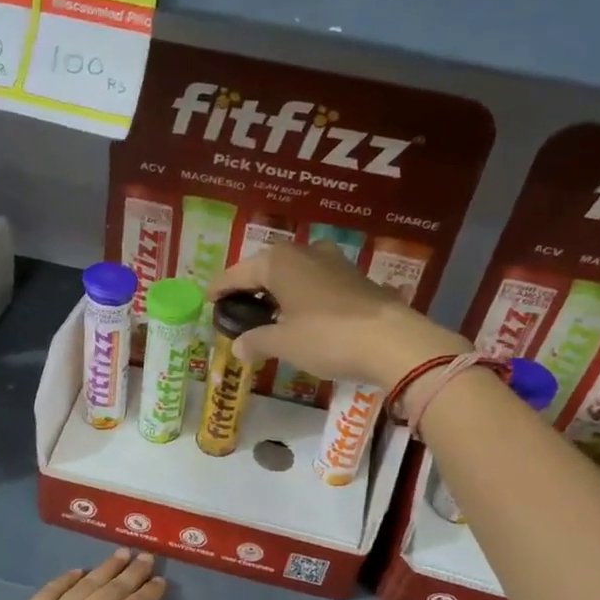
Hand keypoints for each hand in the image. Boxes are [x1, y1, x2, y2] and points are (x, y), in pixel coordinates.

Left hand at [0, 550, 167, 599]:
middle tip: (146, 557)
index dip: (149, 593)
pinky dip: (68, 577)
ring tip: (121, 554)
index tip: (160, 580)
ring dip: (105, 568)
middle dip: (132, 572)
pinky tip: (78, 572)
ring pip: (85, 584)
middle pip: (112, 590)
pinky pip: (52, 589)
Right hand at [208, 243, 467, 388]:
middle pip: (266, 268)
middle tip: (237, 309)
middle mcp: (304, 252)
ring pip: (294, 273)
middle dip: (250, 287)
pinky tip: (302, 316)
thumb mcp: (284, 344)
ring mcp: (333, 262)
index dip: (220, 289)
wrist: (392, 341)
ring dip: (279, 291)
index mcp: (278, 262)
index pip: (237, 273)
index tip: (207, 300)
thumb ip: (256, 341)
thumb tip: (238, 347)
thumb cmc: (327, 337)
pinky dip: (302, 296)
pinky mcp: (355, 277)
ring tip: (269, 314)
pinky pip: (316, 282)